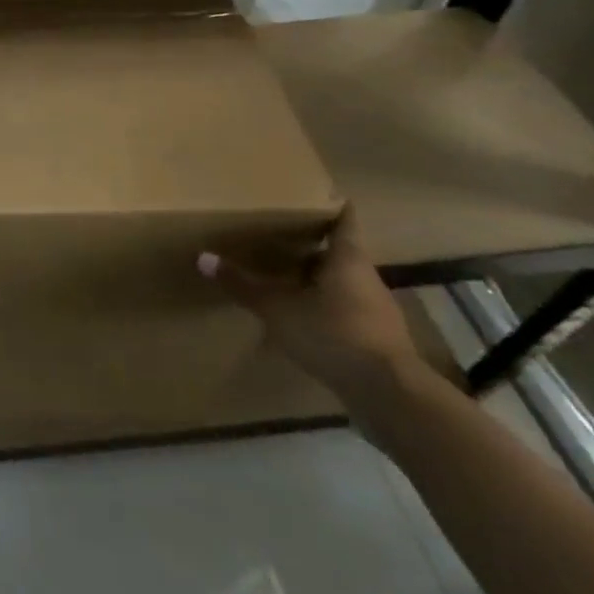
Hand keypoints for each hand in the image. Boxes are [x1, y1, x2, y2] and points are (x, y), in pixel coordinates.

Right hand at [199, 210, 421, 407]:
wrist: (390, 397)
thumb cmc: (334, 334)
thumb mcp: (278, 309)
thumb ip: (243, 285)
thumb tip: (202, 258)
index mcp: (348, 260)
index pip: (344, 222)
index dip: (332, 207)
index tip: (317, 196)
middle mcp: (367, 279)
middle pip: (341, 254)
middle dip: (314, 247)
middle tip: (283, 236)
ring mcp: (377, 313)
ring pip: (344, 285)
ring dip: (319, 281)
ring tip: (287, 278)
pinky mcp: (379, 343)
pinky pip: (348, 314)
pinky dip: (327, 311)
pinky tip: (304, 320)